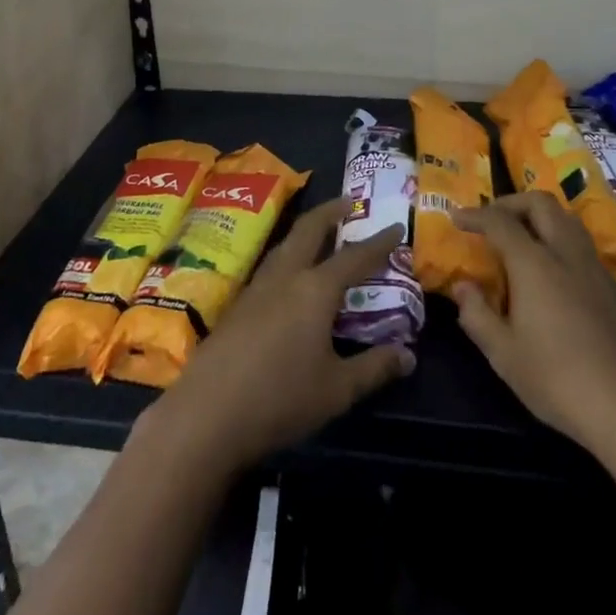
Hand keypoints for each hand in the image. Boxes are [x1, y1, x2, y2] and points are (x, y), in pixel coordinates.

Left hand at [140, 202, 414, 473]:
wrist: (207, 412)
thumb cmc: (280, 398)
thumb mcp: (337, 390)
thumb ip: (373, 368)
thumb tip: (408, 355)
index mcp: (315, 289)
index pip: (354, 257)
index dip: (378, 243)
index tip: (396, 226)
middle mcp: (286, 276)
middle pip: (309, 229)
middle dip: (331, 211)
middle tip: (349, 202)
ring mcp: (257, 287)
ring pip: (286, 244)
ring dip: (306, 231)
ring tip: (320, 232)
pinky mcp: (238, 304)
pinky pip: (271, 265)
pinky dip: (289, 255)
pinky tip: (290, 275)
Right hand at [454, 193, 615, 458]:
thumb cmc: (561, 381)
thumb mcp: (505, 355)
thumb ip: (477, 315)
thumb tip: (462, 287)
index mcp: (534, 263)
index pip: (499, 221)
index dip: (475, 215)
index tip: (457, 217)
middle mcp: (566, 254)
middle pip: (540, 203)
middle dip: (512, 203)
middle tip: (492, 219)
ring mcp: (596, 269)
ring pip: (567, 220)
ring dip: (540, 217)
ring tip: (522, 239)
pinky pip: (582, 246)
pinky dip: (559, 242)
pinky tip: (552, 275)